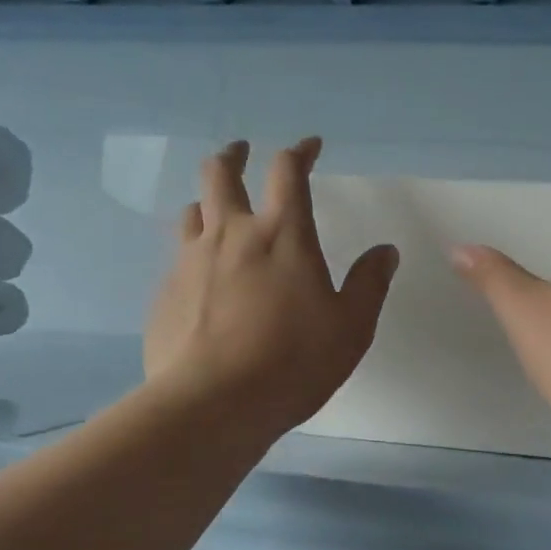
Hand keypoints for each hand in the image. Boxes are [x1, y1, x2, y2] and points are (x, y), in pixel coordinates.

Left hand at [145, 136, 399, 438]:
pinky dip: (194, 253)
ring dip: (208, 202)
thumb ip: (370, 284)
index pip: (288, 172)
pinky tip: (203, 280)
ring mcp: (190, 261)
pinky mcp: (165, 292)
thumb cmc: (292, 362)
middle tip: (242, 152)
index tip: (309, 146)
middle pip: (221, 173)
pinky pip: (178, 257)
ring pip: (193, 210)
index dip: (299, 152)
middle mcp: (231, 235)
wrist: (211, 404)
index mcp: (282, 235)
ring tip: (219, 212)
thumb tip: (385, 251)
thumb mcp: (351, 327)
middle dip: (234, 155)